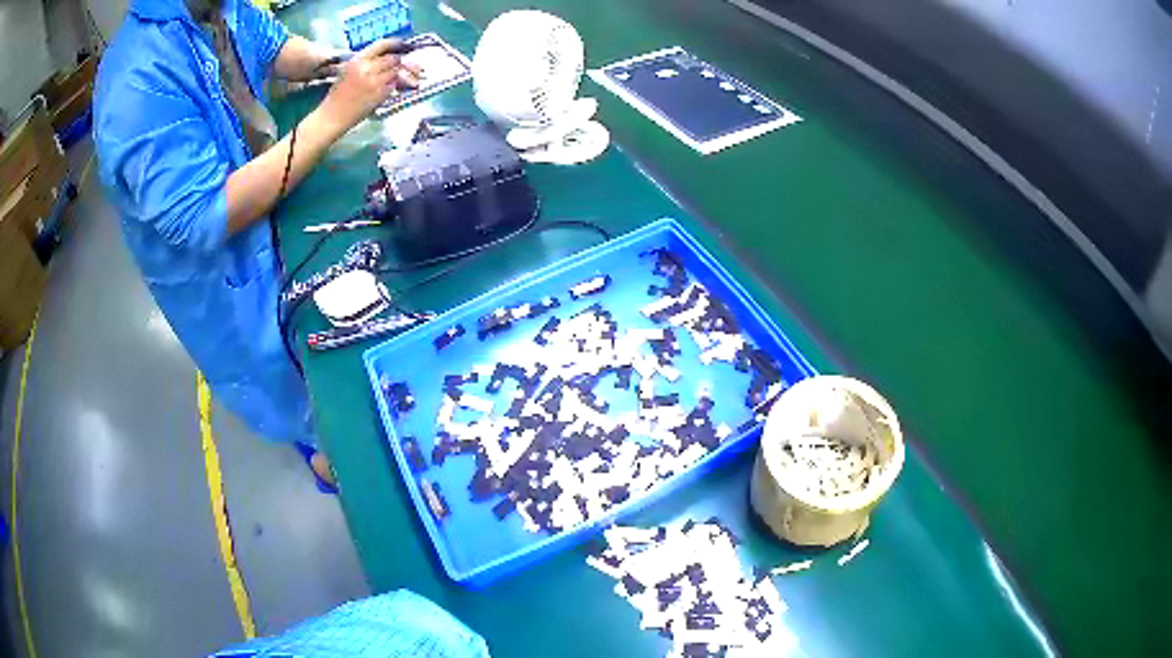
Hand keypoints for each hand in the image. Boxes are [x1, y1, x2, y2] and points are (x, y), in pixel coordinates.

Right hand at [317, 39, 421, 131]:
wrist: (333, 116)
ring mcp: (375, 82)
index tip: (402, 44)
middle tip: (394, 66)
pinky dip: (392, 85)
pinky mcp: (380, 94)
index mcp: (357, 61)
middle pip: (393, 58)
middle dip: (396, 62)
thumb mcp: (348, 71)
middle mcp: (367, 68)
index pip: (382, 45)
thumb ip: (365, 61)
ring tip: (385, 79)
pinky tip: (383, 89)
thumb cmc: (338, 94)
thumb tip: (386, 55)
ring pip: (396, 71)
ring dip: (395, 74)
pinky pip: (394, 85)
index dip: (395, 44)